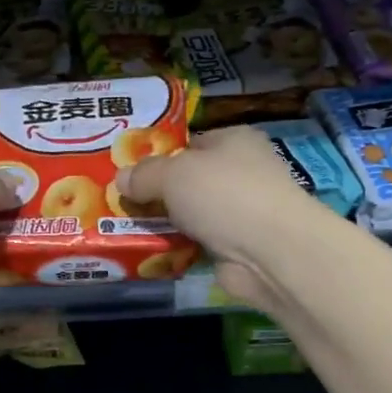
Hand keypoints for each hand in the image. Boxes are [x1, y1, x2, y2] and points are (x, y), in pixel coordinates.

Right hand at [118, 126, 328, 306]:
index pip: (190, 143)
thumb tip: (121, 179)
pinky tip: (152, 251)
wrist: (270, 251)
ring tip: (126, 228)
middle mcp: (242, 172)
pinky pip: (198, 242)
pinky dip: (178, 247)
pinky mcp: (238, 246)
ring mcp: (243, 211)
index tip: (128, 172)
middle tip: (121, 202)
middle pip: (189, 180)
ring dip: (166, 223)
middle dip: (158, 193)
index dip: (159, 156)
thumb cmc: (224, 194)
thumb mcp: (173, 173)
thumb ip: (144, 174)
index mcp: (234, 141)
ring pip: (192, 214)